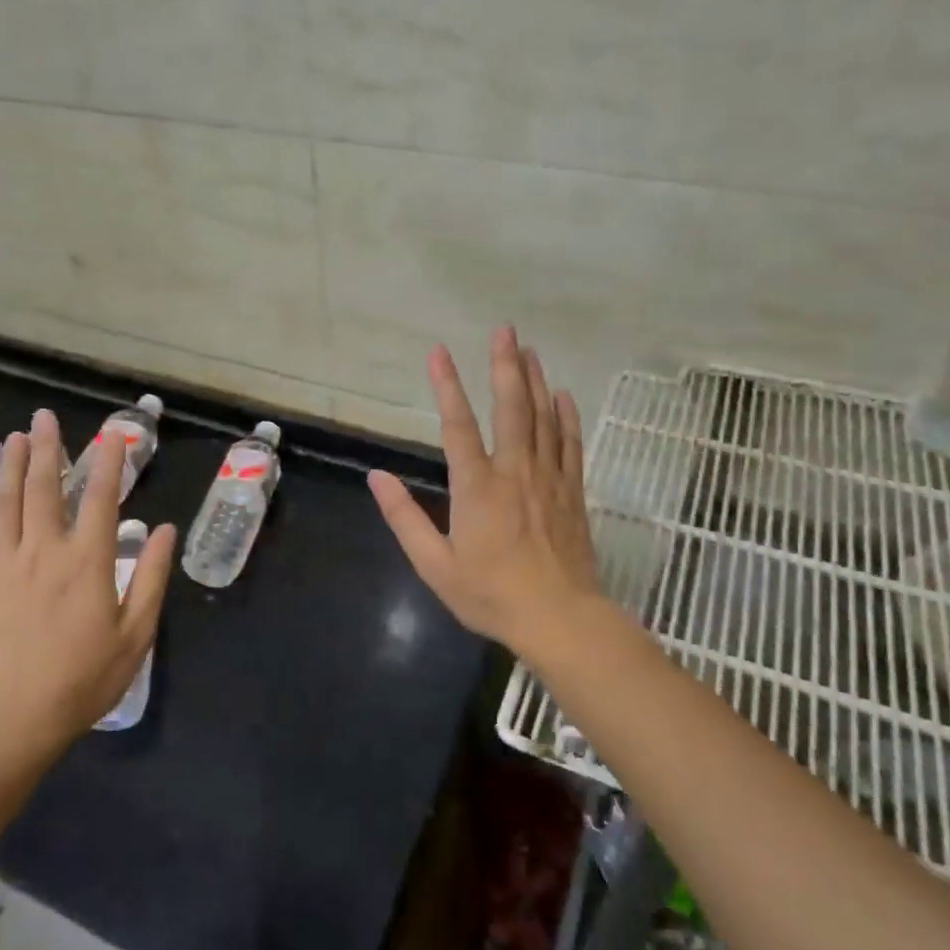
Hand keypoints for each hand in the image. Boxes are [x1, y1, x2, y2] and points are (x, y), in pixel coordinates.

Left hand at [0, 408, 175, 765]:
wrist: (15, 717)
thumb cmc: (85, 678)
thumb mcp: (136, 633)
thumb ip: (152, 577)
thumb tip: (165, 530)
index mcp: (88, 561)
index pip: (102, 499)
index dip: (110, 463)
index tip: (113, 434)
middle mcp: (45, 550)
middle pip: (46, 489)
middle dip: (48, 449)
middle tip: (44, 417)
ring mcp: (5, 565)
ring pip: (6, 504)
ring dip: (12, 467)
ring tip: (15, 437)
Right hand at [368, 328, 602, 651]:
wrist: (560, 618)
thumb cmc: (491, 595)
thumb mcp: (435, 565)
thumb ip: (405, 518)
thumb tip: (377, 478)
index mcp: (477, 488)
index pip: (457, 426)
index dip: (447, 386)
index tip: (439, 352)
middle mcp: (514, 472)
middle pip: (510, 408)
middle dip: (505, 365)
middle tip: (505, 330)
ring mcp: (548, 479)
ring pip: (543, 418)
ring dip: (535, 381)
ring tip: (530, 349)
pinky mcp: (572, 492)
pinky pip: (570, 444)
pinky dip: (566, 417)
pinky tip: (563, 395)